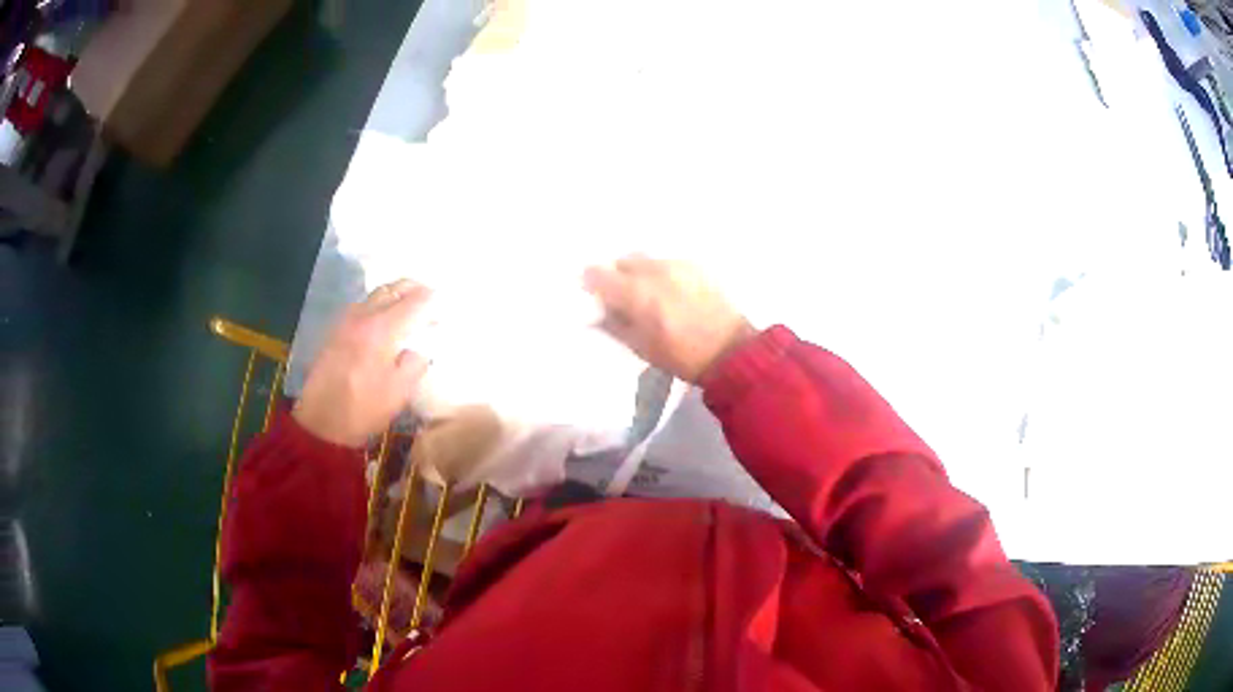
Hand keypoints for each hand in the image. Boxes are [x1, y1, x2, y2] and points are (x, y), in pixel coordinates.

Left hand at [294, 280, 431, 447]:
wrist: (321, 421)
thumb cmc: (363, 409)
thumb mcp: (399, 392)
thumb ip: (415, 363)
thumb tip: (420, 348)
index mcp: (382, 330)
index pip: (414, 302)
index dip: (433, 301)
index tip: (445, 306)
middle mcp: (363, 316)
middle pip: (392, 289)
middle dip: (414, 289)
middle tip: (429, 299)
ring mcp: (346, 321)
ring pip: (375, 295)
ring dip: (395, 296)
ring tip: (408, 309)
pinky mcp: (336, 330)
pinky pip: (362, 307)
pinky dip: (379, 306)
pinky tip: (384, 322)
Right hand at [583, 256, 755, 382]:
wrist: (730, 351)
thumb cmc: (682, 356)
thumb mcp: (640, 347)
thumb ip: (613, 325)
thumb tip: (597, 313)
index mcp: (637, 293)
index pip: (598, 274)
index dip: (590, 282)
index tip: (591, 292)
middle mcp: (655, 270)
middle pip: (623, 261)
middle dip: (617, 275)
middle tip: (620, 295)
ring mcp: (678, 265)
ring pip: (647, 259)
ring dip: (640, 272)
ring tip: (648, 293)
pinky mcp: (697, 265)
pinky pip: (669, 262)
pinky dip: (662, 273)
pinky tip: (670, 291)